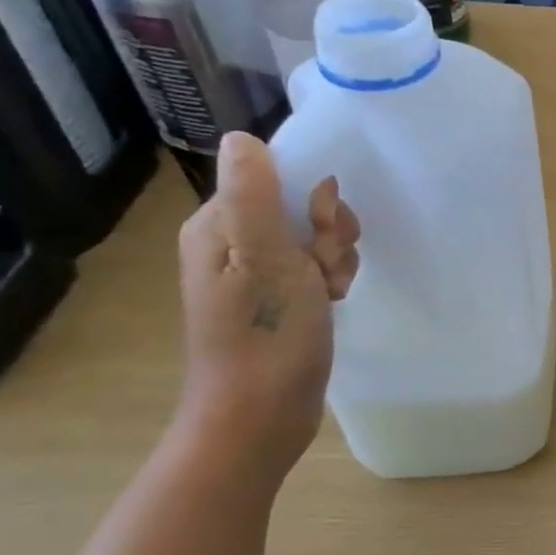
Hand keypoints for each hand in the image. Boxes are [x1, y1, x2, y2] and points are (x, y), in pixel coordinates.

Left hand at [175, 134, 360, 480]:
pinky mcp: (280, 298)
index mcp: (218, 225)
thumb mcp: (264, 258)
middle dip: (329, 234)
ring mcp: (257, 273)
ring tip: (328, 291)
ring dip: (336, 259)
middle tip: (322, 269)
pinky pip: (318, 266)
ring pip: (317, 238)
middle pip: (303, 206)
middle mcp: (233, 242)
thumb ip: (255, 195)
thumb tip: (243, 138)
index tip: (321, 232)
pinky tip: (333, 301)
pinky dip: (334, 278)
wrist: (260, 416)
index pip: (278, 177)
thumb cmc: (263, 336)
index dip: (314, 196)